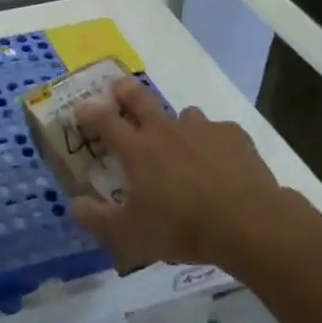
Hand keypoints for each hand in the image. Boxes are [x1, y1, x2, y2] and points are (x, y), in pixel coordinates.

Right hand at [69, 78, 287, 269]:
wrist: (246, 222)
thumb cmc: (181, 226)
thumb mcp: (129, 234)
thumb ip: (96, 219)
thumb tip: (75, 205)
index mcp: (137, 149)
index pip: (104, 120)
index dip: (89, 112)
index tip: (80, 109)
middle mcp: (165, 130)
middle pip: (140, 98)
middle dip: (125, 91)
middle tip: (119, 88)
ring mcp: (202, 128)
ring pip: (183, 113)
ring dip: (175, 122)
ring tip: (180, 140)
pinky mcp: (233, 135)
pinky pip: (217, 130)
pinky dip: (212, 141)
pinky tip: (219, 161)